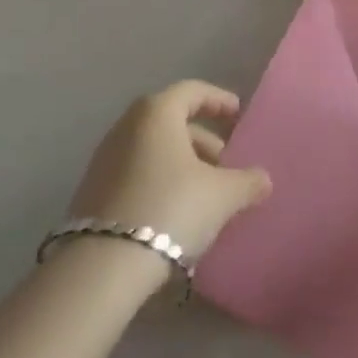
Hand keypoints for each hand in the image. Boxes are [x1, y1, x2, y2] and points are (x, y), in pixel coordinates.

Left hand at [69, 82, 271, 269]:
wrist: (102, 266)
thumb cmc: (170, 208)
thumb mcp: (221, 196)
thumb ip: (247, 182)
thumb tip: (264, 179)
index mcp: (157, 111)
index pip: (192, 91)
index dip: (218, 100)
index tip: (237, 114)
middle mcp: (128, 125)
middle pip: (172, 121)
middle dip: (202, 140)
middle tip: (226, 164)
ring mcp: (106, 157)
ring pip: (153, 149)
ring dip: (181, 164)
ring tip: (205, 193)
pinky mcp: (93, 190)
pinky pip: (136, 172)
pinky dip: (159, 180)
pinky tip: (176, 212)